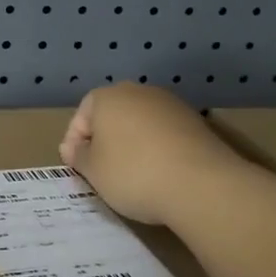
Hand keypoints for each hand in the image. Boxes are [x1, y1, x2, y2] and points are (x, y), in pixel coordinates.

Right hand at [59, 82, 244, 226]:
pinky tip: (159, 173)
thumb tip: (76, 148)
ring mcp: (171, 105)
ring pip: (140, 123)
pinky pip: (164, 134)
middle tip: (101, 171)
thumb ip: (78, 156)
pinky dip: (157, 149)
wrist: (201, 184)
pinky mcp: (196, 122)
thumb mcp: (93, 170)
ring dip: (132, 144)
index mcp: (108, 97)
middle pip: (112, 115)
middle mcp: (139, 92)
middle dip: (104, 141)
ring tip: (132, 175)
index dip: (74, 142)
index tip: (76, 168)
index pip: (81, 116)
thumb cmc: (133, 173)